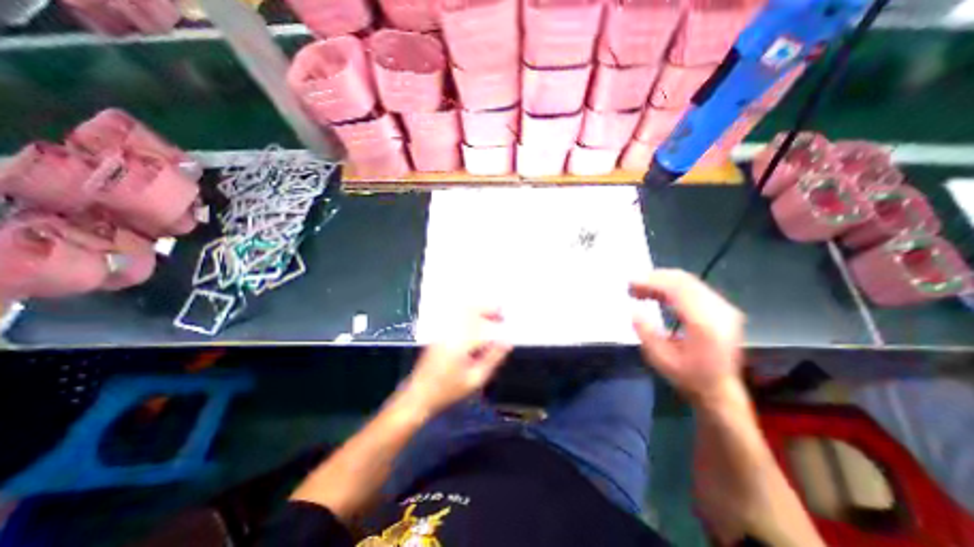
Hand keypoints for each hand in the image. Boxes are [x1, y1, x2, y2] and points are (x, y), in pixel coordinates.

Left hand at [400, 309, 513, 415]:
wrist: (419, 394)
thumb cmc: (448, 390)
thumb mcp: (475, 379)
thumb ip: (492, 358)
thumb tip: (507, 341)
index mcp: (460, 344)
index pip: (484, 327)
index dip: (499, 326)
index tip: (509, 328)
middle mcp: (451, 331)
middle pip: (472, 310)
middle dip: (489, 308)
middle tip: (502, 313)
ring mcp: (443, 330)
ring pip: (463, 310)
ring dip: (479, 308)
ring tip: (492, 314)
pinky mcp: (440, 332)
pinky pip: (456, 315)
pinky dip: (469, 312)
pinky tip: (477, 319)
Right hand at [632, 270, 747, 401]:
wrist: (720, 390)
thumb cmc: (689, 376)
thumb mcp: (660, 359)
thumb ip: (646, 333)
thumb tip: (633, 310)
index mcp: (705, 324)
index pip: (677, 289)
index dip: (652, 282)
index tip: (630, 284)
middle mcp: (719, 311)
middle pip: (683, 280)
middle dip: (654, 279)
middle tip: (632, 286)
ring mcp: (723, 308)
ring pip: (688, 281)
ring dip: (661, 282)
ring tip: (640, 290)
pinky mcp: (722, 309)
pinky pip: (693, 288)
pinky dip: (671, 287)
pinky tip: (656, 295)